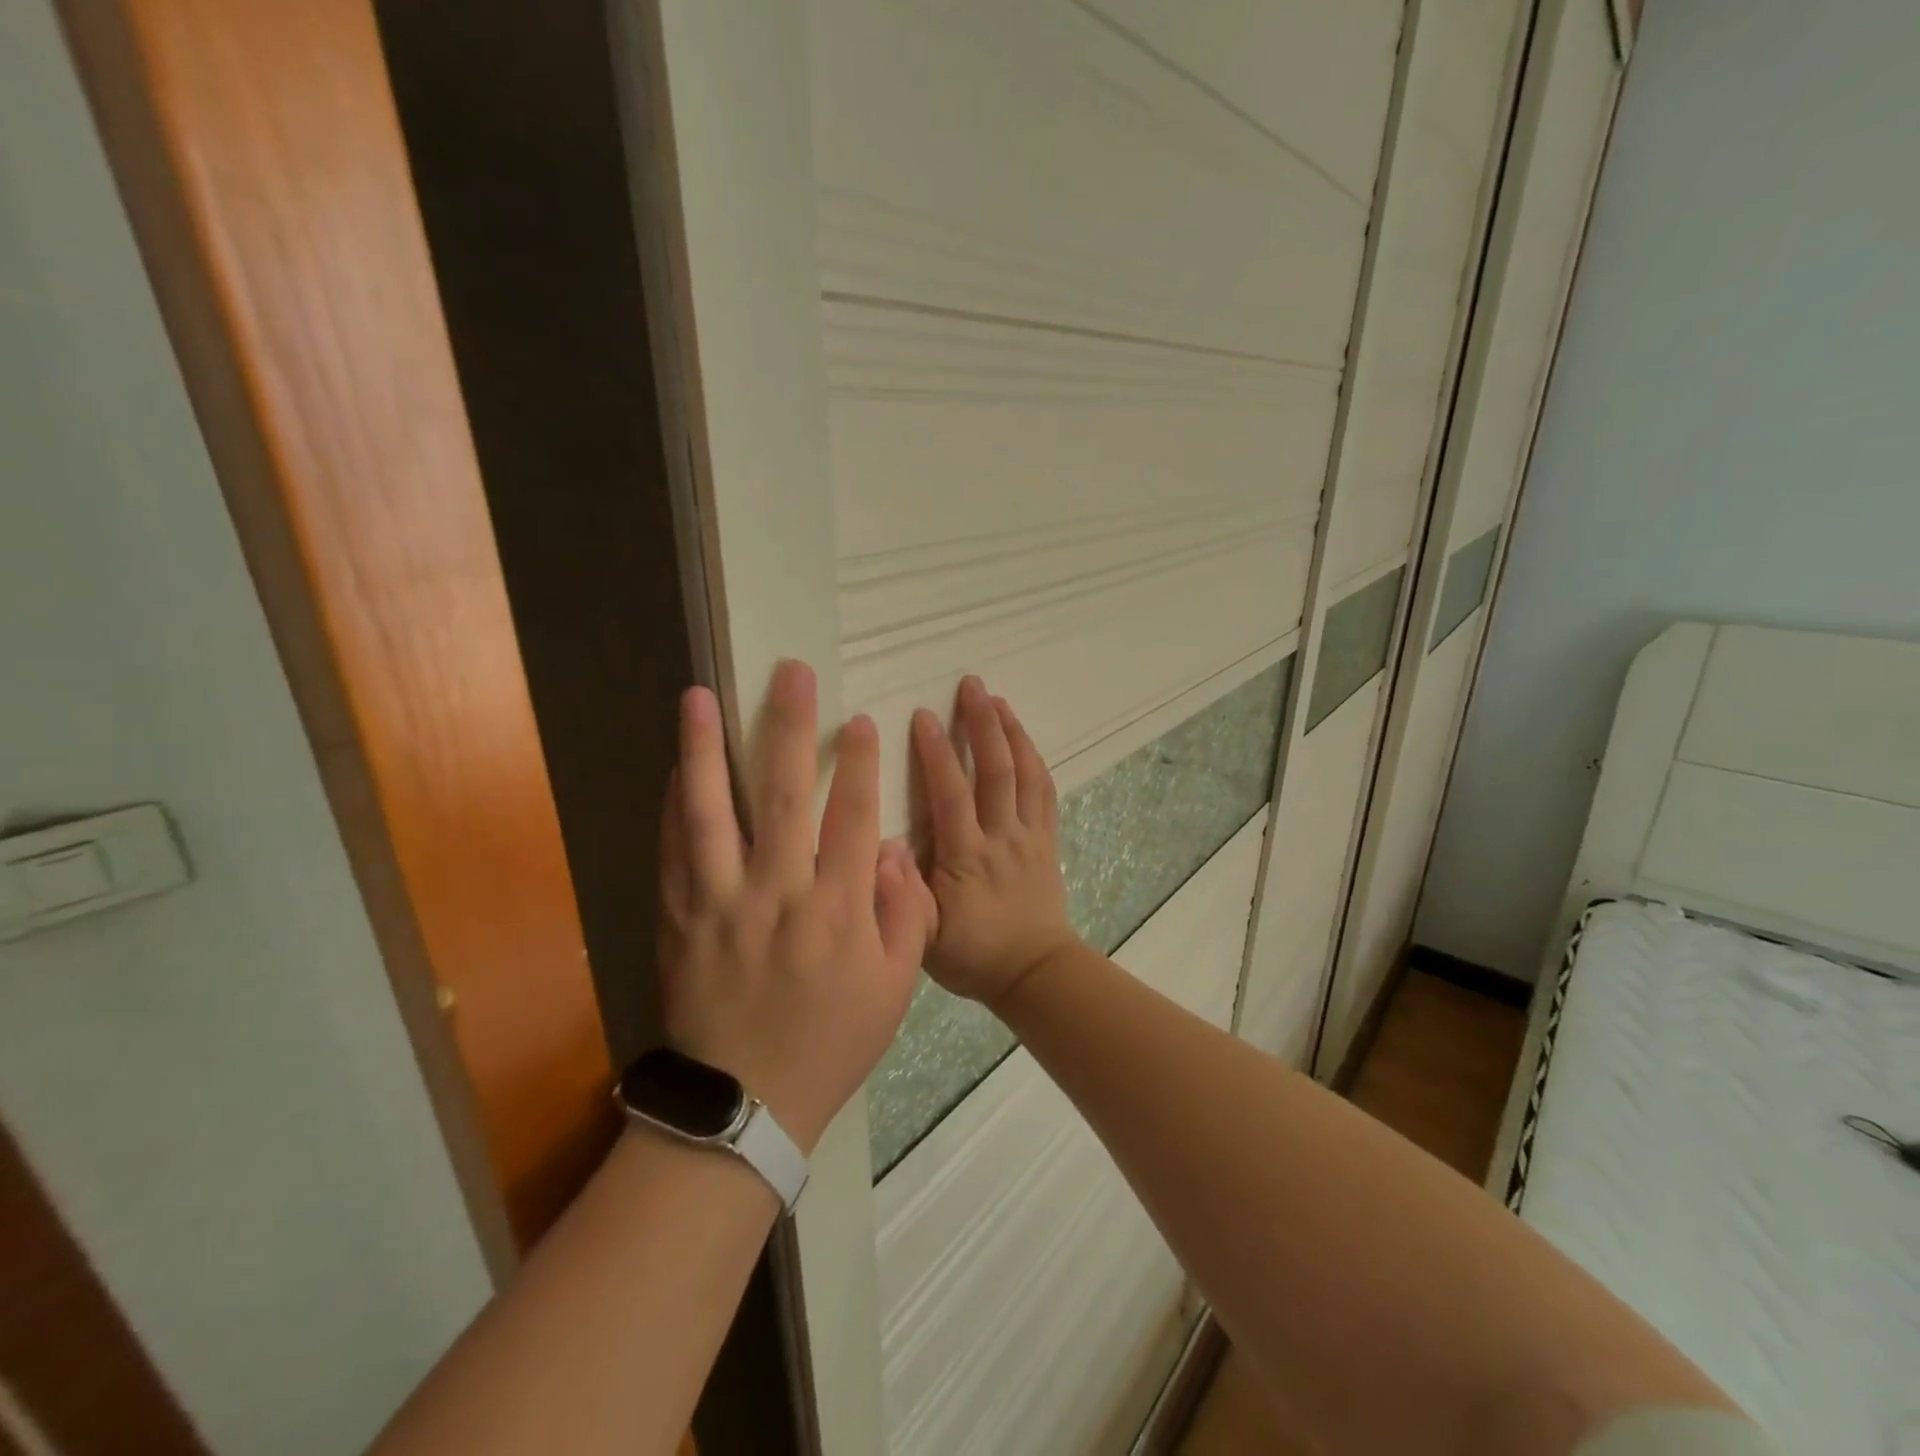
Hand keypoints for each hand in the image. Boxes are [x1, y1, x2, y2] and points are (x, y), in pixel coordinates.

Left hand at [659, 661, 936, 1152]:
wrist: (745, 1106)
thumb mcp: (895, 987)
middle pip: (783, 795)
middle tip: (790, 674)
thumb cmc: (832, 1043)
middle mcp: (777, 893)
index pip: (851, 817)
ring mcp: (720, 903)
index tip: (859, 721)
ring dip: (705, 749)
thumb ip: (903, 912)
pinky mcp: (680, 919)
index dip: (858, 763)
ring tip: (697, 696)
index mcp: (837, 910)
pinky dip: (674, 805)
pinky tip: (675, 767)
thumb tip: (890, 848)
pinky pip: (673, 852)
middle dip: (790, 727)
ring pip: (711, 812)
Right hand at [911, 677, 1077, 1010]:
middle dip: (980, 724)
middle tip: (970, 685)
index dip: (936, 752)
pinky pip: (1045, 792)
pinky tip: (1023, 738)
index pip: (950, 794)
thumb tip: (881, 844)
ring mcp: (1029, 836)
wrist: (1033, 972)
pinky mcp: (1047, 840)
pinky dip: (1034, 759)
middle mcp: (999, 838)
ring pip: (1025, 775)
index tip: (921, 715)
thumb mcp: (923, 937)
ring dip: (1011, 732)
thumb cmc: (972, 955)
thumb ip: (902, 893)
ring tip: (997, 698)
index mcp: (964, 858)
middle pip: (994, 772)